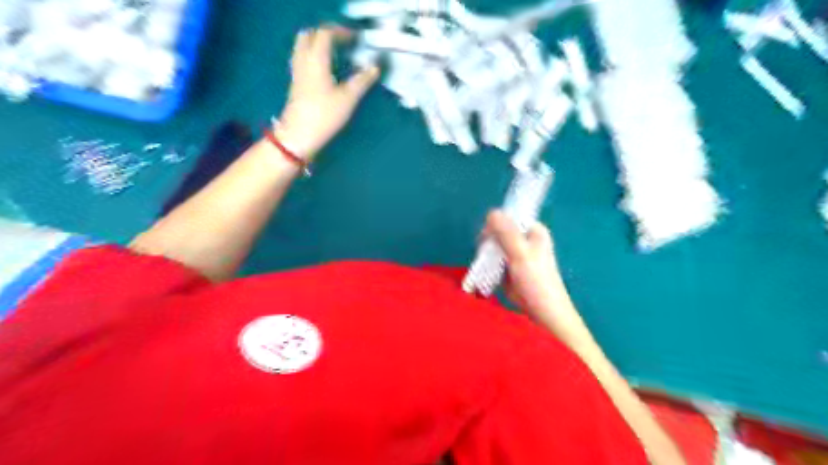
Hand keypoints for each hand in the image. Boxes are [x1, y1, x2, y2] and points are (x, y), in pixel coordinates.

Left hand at [277, 27, 380, 161]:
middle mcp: (304, 60)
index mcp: (316, 59)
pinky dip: (313, 56)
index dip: (341, 32)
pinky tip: (325, 68)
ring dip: (317, 44)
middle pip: (310, 35)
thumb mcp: (348, 99)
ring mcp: (297, 71)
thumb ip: (362, 81)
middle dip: (326, 34)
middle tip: (343, 42)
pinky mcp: (296, 83)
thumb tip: (374, 67)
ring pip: (303, 46)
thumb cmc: (324, 115)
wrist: (299, 135)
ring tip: (335, 53)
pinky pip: (302, 58)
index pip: (326, 34)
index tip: (357, 38)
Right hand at [487, 211, 595, 344]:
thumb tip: (491, 212)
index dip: (495, 224)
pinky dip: (488, 264)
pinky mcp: (508, 268)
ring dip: (487, 255)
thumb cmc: (536, 281)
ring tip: (486, 266)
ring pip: (493, 246)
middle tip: (486, 255)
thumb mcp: (520, 253)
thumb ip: (506, 232)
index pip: (509, 217)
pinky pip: (493, 259)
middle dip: (489, 242)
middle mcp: (524, 239)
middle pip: (498, 231)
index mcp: (533, 230)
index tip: (487, 238)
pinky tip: (486, 272)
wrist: (542, 313)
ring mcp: (515, 254)